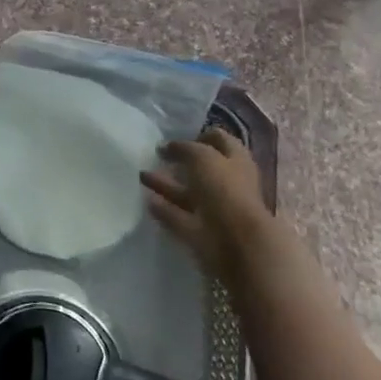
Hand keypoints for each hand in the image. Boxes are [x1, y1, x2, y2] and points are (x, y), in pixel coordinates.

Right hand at [141, 129, 272, 283]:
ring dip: (165, 184)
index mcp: (236, 160)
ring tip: (141, 175)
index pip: (219, 140)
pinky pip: (179, 216)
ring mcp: (215, 209)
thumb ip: (183, 148)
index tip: (176, 137)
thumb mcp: (203, 156)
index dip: (200, 136)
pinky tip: (146, 200)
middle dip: (179, 161)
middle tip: (155, 156)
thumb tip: (165, 147)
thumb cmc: (225, 190)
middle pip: (201, 168)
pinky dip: (164, 209)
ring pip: (187, 193)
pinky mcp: (201, 232)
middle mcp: (228, 183)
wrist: (238, 243)